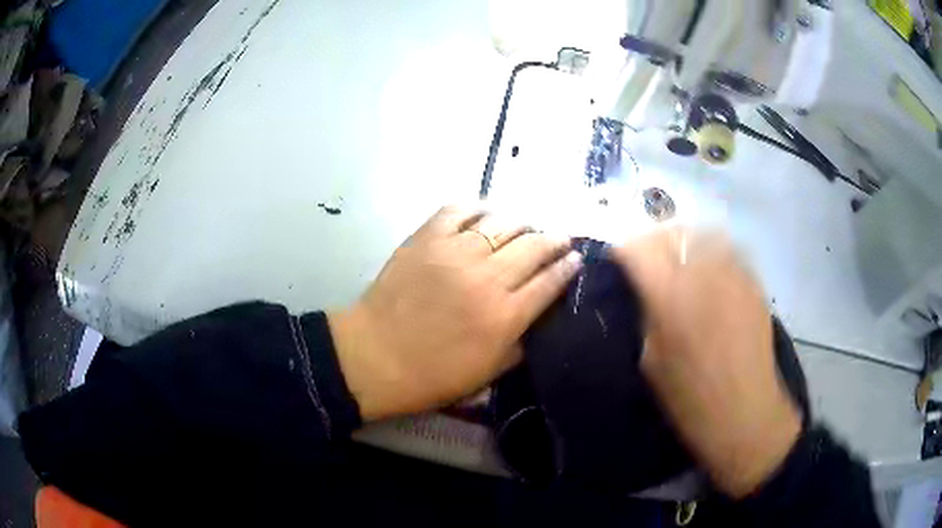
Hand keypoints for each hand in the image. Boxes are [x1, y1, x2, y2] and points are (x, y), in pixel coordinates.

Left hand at [329, 205, 582, 420]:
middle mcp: (487, 278)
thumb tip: (539, 318)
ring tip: (527, 226)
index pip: (550, 281)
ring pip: (502, 223)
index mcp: (505, 315)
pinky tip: (486, 213)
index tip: (576, 259)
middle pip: (534, 246)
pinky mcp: (426, 238)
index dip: (568, 267)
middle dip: (555, 240)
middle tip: (560, 238)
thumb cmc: (431, 375)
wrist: (374, 357)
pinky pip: (459, 210)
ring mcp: (455, 252)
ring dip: (523, 222)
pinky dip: (478, 208)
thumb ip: (520, 345)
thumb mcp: (487, 375)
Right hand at [611, 228, 801, 497]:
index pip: (638, 248)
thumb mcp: (651, 361)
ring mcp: (733, 273)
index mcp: (670, 295)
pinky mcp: (754, 282)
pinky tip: (711, 274)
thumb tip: (647, 291)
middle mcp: (703, 272)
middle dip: (654, 240)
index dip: (623, 249)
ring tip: (681, 260)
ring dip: (685, 242)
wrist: (745, 412)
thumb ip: (649, 315)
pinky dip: (713, 253)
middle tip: (648, 258)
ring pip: (704, 234)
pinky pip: (728, 251)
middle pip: (672, 232)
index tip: (617, 258)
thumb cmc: (691, 398)